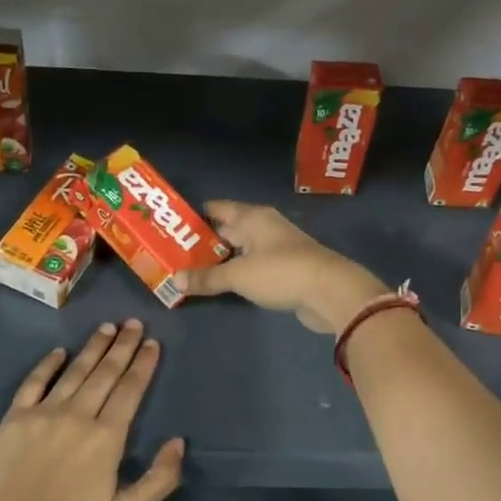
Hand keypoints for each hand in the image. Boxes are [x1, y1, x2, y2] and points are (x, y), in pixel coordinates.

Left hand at [0, 320, 183, 500]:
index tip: (153, 343)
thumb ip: (159, 479)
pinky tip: (60, 351)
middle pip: (105, 372)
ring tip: (107, 327)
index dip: (143, 364)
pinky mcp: (15, 419)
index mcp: (107, 438)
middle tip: (134, 323)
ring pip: (75, 371)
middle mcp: (78, 416)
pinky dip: (48, 364)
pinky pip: (34, 382)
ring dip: (93, 347)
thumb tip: (179, 442)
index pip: (130, 390)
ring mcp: (43, 414)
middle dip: (123, 345)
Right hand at [179, 200, 389, 332]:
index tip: (170, 227)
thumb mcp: (238, 275)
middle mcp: (264, 227)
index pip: (217, 209)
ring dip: (219, 260)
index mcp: (252, 217)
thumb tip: (175, 280)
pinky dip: (236, 273)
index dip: (194, 216)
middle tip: (173, 254)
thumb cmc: (281, 272)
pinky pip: (251, 267)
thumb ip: (207, 277)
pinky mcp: (284, 270)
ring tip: (190, 271)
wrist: (330, 292)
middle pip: (227, 230)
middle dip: (203, 242)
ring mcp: (276, 248)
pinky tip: (221, 284)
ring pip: (239, 250)